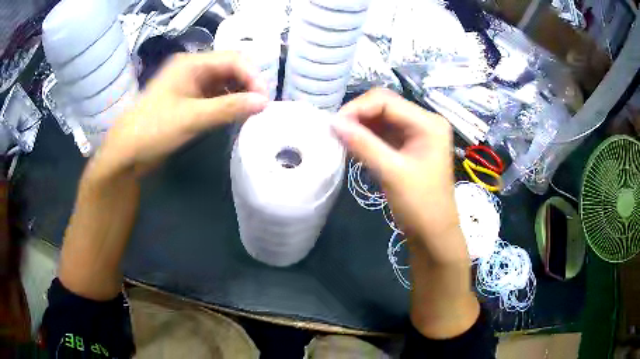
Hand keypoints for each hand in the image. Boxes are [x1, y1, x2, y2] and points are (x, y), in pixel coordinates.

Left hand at [89, 51, 268, 179]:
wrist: (127, 152)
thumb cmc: (153, 129)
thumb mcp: (191, 118)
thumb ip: (228, 108)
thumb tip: (264, 102)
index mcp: (192, 63)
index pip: (233, 59)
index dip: (252, 76)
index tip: (264, 100)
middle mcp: (194, 69)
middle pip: (231, 68)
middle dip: (249, 84)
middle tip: (260, 106)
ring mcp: (191, 84)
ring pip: (225, 82)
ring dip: (240, 94)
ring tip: (252, 112)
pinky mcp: (190, 100)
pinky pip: (216, 95)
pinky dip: (229, 103)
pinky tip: (236, 114)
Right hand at [334, 89, 478, 338]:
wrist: (433, 235)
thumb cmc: (420, 205)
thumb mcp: (391, 172)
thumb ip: (363, 144)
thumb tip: (333, 123)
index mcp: (428, 123)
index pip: (386, 101)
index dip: (357, 108)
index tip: (333, 125)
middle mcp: (424, 121)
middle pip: (384, 105)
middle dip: (358, 115)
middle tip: (335, 131)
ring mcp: (417, 133)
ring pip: (382, 118)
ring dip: (361, 126)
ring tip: (341, 138)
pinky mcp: (409, 146)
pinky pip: (384, 133)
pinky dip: (367, 137)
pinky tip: (353, 145)